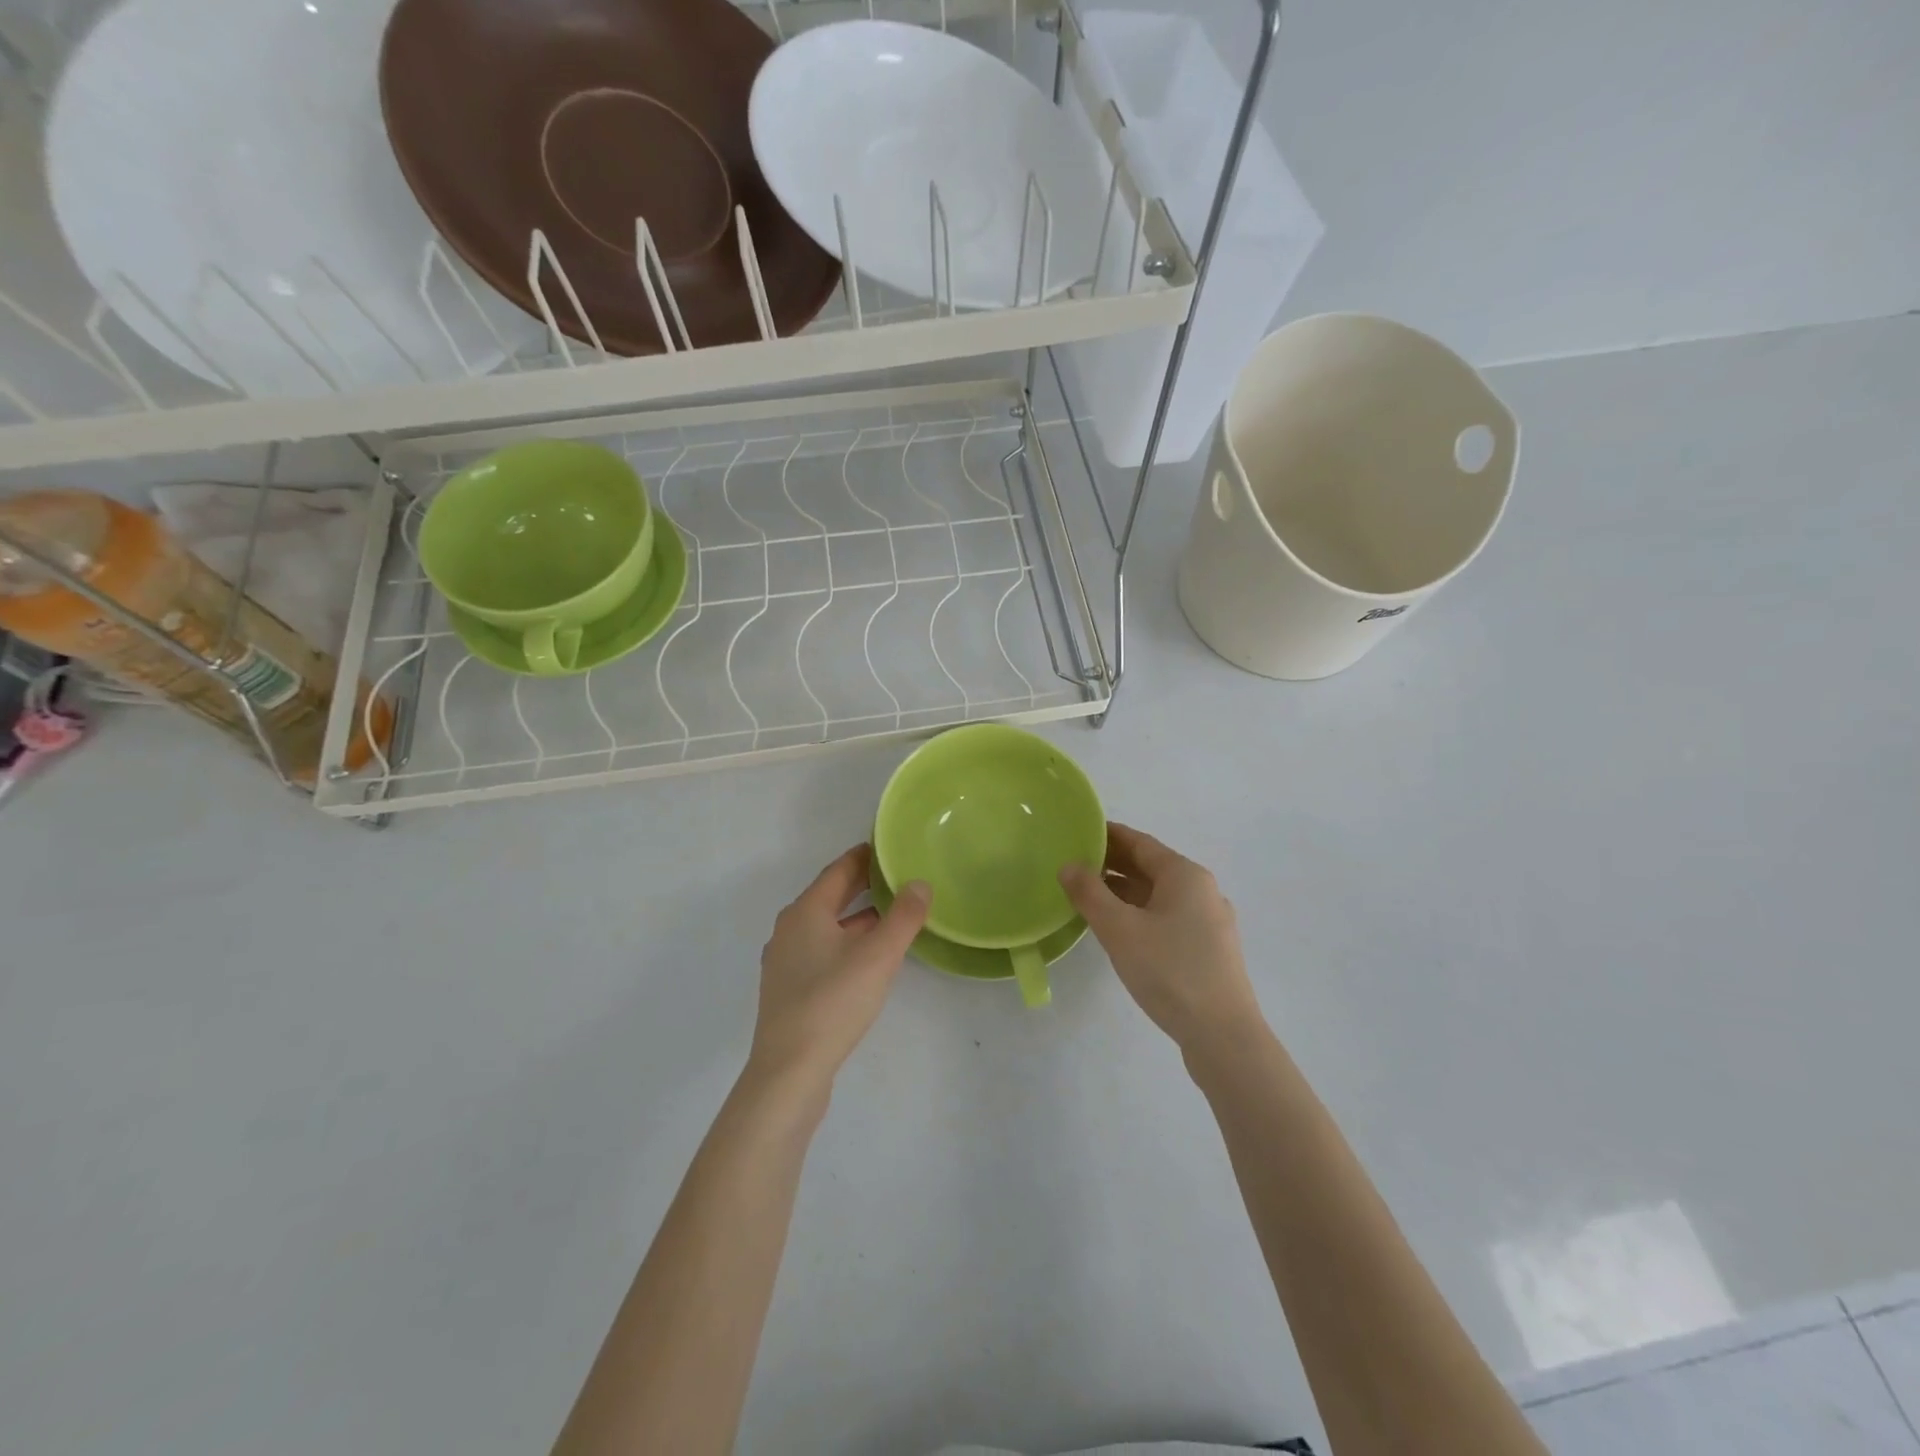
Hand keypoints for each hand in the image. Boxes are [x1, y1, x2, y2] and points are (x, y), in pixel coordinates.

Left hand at [750, 845, 929, 1090]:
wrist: (789, 1072)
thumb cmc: (833, 1002)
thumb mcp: (878, 955)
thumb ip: (903, 916)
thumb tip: (919, 882)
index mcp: (805, 912)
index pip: (838, 870)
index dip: (864, 857)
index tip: (889, 847)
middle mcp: (790, 930)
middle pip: (830, 896)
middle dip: (862, 885)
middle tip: (897, 875)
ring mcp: (786, 962)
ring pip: (826, 926)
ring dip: (856, 916)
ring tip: (891, 914)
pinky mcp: (789, 990)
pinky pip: (822, 950)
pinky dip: (846, 941)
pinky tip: (867, 957)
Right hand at [1061, 823, 1263, 1056]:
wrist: (1223, 1036)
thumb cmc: (1170, 971)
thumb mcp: (1120, 929)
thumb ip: (1090, 893)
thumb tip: (1068, 866)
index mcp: (1185, 875)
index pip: (1140, 842)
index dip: (1108, 835)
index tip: (1078, 832)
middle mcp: (1202, 891)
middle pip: (1151, 867)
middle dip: (1114, 863)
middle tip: (1075, 863)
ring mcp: (1209, 922)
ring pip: (1159, 895)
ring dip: (1125, 891)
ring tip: (1088, 895)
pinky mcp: (1208, 950)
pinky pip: (1168, 917)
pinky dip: (1140, 913)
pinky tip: (1119, 929)